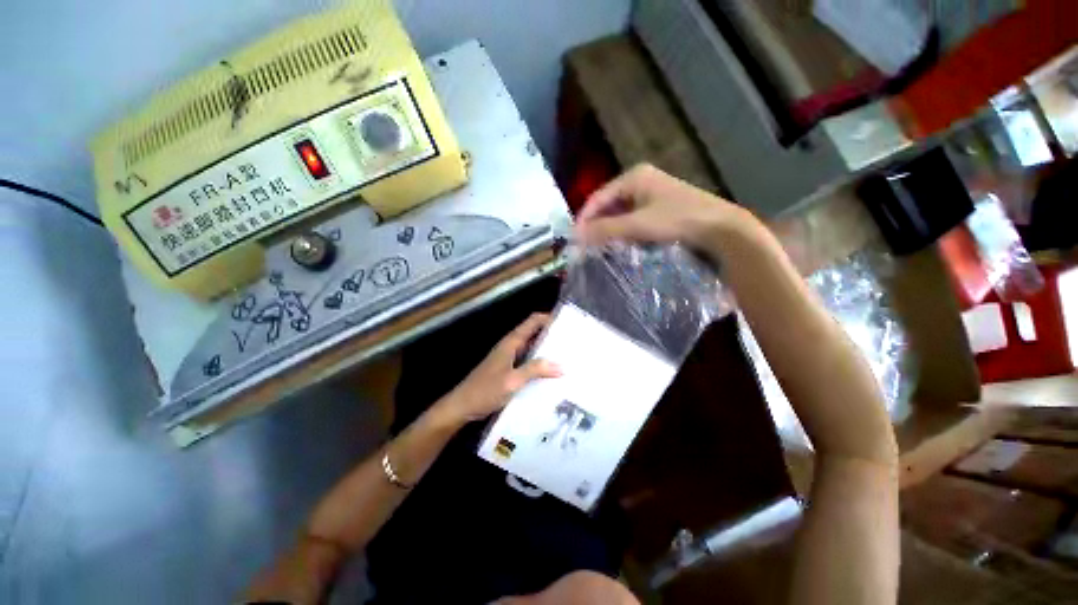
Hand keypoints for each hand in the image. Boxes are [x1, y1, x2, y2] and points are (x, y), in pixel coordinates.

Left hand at [434, 313, 561, 424]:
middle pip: (534, 333)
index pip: (532, 321)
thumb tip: (560, 365)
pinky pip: (528, 361)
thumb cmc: (485, 390)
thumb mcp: (512, 381)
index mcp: (511, 342)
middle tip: (572, 341)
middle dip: (552, 334)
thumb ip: (535, 370)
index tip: (567, 322)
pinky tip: (551, 374)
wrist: (462, 406)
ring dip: (546, 350)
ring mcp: (509, 358)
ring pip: (531, 348)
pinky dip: (539, 363)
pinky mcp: (508, 370)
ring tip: (566, 356)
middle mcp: (511, 346)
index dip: (548, 318)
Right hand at [574, 164, 745, 249]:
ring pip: (620, 213)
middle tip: (587, 247)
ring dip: (610, 230)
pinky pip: (633, 219)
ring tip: (601, 248)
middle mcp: (641, 181)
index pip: (598, 197)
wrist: (721, 229)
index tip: (575, 240)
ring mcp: (652, 194)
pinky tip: (622, 244)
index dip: (584, 218)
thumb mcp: (637, 225)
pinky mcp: (661, 208)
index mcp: (634, 176)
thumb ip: (605, 229)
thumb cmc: (678, 220)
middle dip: (597, 225)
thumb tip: (576, 237)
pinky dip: (624, 232)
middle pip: (608, 205)